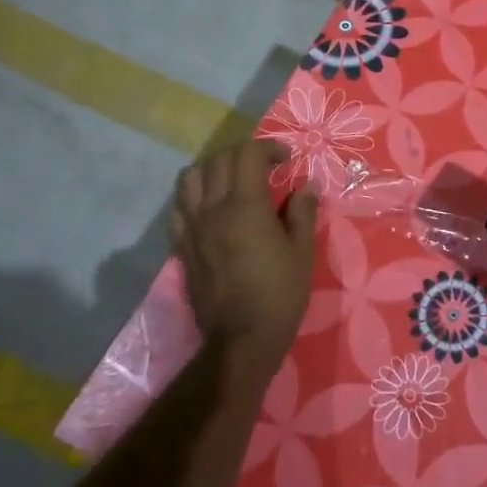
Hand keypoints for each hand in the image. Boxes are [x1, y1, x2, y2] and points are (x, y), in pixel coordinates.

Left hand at [172, 141, 318, 369]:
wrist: (242, 338)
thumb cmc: (280, 293)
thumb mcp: (302, 250)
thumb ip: (302, 211)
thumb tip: (307, 185)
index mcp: (245, 206)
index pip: (247, 155)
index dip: (268, 147)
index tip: (286, 159)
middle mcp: (212, 210)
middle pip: (217, 160)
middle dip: (243, 153)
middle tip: (264, 166)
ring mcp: (192, 228)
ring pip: (190, 178)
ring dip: (213, 168)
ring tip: (232, 180)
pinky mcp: (182, 246)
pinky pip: (178, 208)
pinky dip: (194, 196)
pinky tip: (211, 207)